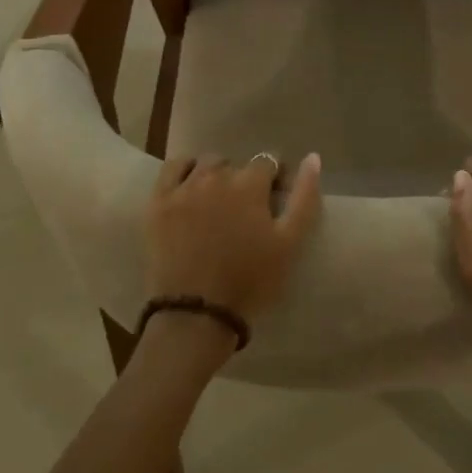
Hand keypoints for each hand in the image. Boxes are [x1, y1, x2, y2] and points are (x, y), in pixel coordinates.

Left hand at [147, 153, 322, 323]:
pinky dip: (185, 171)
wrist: (197, 315)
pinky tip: (190, 188)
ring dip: (216, 176)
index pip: (269, 161)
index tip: (274, 202)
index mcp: (250, 184)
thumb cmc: (250, 281)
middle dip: (245, 181)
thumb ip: (304, 197)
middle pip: (237, 164)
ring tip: (218, 205)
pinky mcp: (159, 201)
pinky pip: (173, 168)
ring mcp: (184, 187)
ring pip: (206, 164)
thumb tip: (312, 157)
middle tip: (245, 213)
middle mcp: (216, 176)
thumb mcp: (290, 243)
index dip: (275, 179)